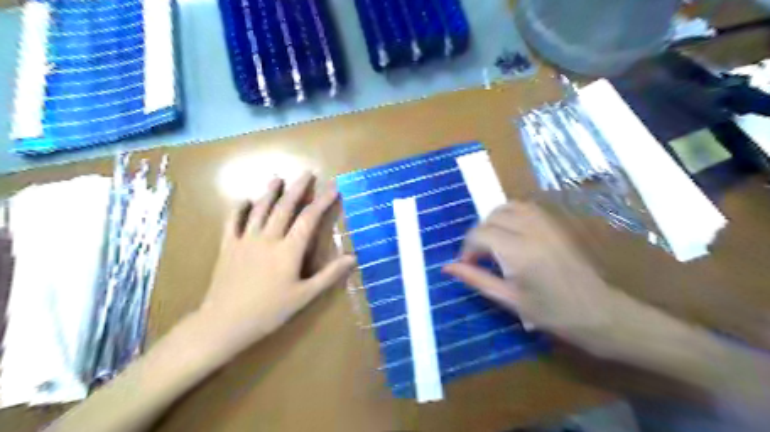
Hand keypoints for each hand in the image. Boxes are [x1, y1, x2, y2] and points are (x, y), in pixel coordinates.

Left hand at [197, 174, 353, 348]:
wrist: (224, 323)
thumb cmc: (269, 311)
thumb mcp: (304, 296)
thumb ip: (329, 275)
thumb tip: (353, 258)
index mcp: (288, 250)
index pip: (309, 218)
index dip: (323, 201)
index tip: (333, 187)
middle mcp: (268, 238)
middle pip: (284, 207)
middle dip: (297, 188)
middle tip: (307, 173)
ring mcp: (245, 240)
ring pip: (260, 210)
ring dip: (270, 192)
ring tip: (278, 178)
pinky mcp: (228, 247)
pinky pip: (233, 222)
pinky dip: (239, 209)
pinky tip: (244, 201)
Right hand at [443, 203, 641, 357]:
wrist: (598, 312)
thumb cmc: (551, 313)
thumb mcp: (508, 300)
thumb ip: (476, 279)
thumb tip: (447, 268)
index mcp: (518, 253)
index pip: (479, 235)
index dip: (467, 249)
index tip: (468, 266)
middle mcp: (531, 231)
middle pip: (491, 218)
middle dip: (478, 235)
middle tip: (479, 257)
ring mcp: (546, 224)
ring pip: (507, 207)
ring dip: (493, 221)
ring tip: (493, 242)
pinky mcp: (555, 224)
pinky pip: (525, 207)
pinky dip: (510, 214)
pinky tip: (510, 233)